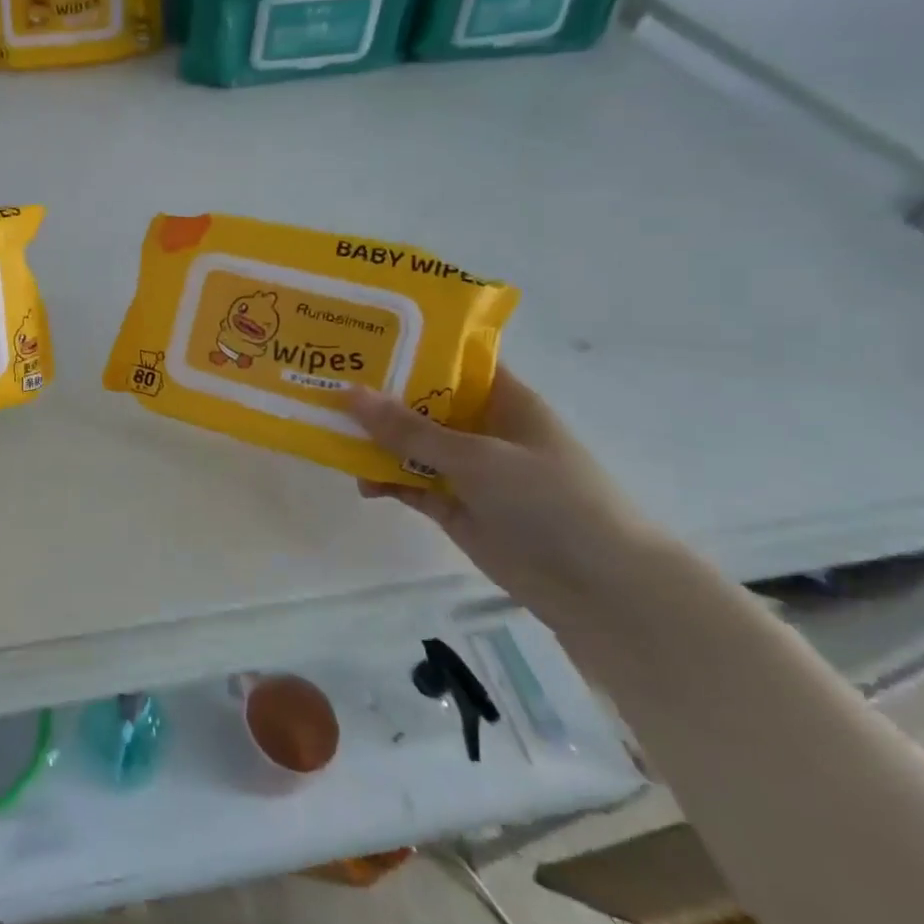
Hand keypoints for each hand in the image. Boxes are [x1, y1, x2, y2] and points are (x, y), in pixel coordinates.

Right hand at [345, 369, 680, 631]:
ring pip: (408, 444)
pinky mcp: (453, 505)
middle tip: (325, 383)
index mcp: (501, 399)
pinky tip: (359, 482)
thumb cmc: (549, 498)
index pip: (452, 359)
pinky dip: (384, 480)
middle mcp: (481, 427)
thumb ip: (410, 430)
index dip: (410, 346)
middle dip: (378, 395)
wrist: (598, 586)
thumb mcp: (476, 456)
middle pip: (421, 402)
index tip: (360, 336)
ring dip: (374, 441)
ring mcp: (466, 469)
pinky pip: (408, 482)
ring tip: (328, 433)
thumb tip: (349, 393)